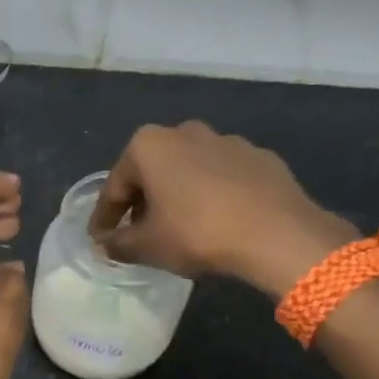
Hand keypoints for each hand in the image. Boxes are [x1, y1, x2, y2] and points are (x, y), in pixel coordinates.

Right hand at [88, 122, 355, 297]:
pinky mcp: (261, 158)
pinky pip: (224, 178)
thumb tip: (104, 245)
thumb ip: (118, 244)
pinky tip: (219, 222)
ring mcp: (227, 141)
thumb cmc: (197, 233)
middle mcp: (185, 131)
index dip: (105, 217)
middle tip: (139, 233)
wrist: (277, 234)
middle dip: (143, 201)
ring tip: (181, 229)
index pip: (115, 185)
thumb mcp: (147, 246)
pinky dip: (214, 196)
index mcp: (149, 145)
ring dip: (179, 196)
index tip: (101, 239)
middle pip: (153, 171)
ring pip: (190, 171)